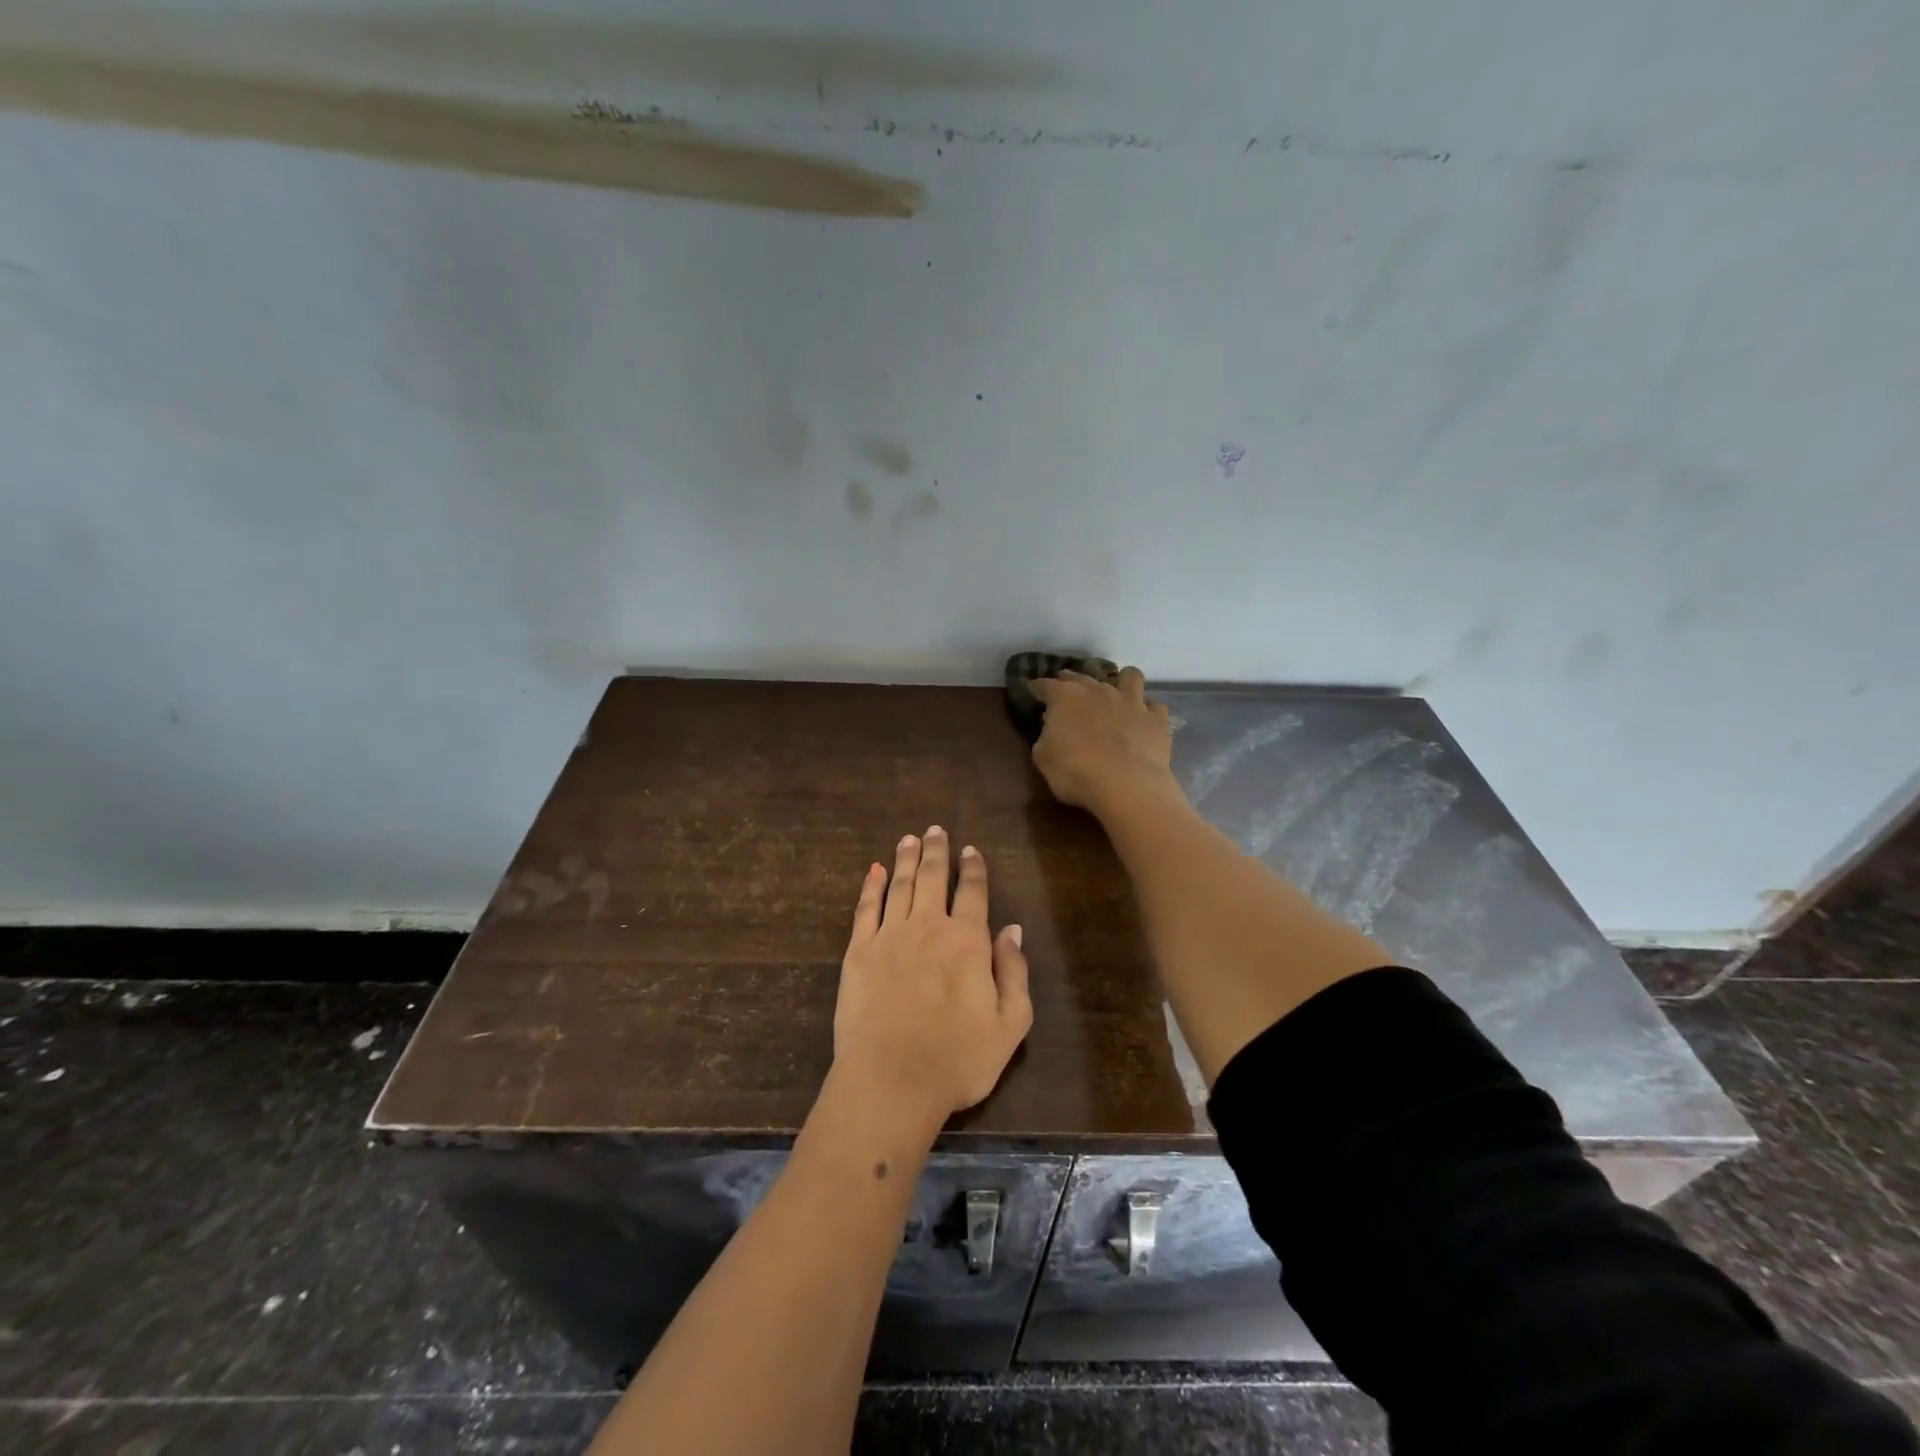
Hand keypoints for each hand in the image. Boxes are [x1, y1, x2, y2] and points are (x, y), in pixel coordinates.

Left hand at [834, 827, 1032, 1121]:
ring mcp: (889, 936)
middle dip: (936, 851)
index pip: (973, 893)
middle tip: (936, 830)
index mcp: (967, 941)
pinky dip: (872, 885)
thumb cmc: (957, 1059)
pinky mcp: (858, 952)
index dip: (973, 869)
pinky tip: (875, 870)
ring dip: (906, 859)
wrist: (891, 1080)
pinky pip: (866, 908)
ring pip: (900, 885)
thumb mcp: (1009, 1025)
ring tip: (910, 838)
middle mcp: (928, 927)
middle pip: (932, 878)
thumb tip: (1012, 931)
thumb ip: (1014, 973)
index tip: (971, 850)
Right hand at [1030, 666, 1175, 813]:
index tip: (1032, 692)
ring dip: (1121, 682)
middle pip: (1080, 676)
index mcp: (1065, 697)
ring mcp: (1131, 700)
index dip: (1036, 688)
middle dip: (1070, 682)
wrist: (1127, 786)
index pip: (1044, 685)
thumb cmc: (1076, 773)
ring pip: (1129, 676)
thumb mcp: (1043, 758)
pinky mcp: (1156, 717)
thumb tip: (1053, 726)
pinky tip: (1142, 720)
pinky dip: (1147, 711)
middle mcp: (1098, 690)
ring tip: (1116, 696)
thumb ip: (1045, 735)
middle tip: (1067, 696)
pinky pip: (1154, 705)